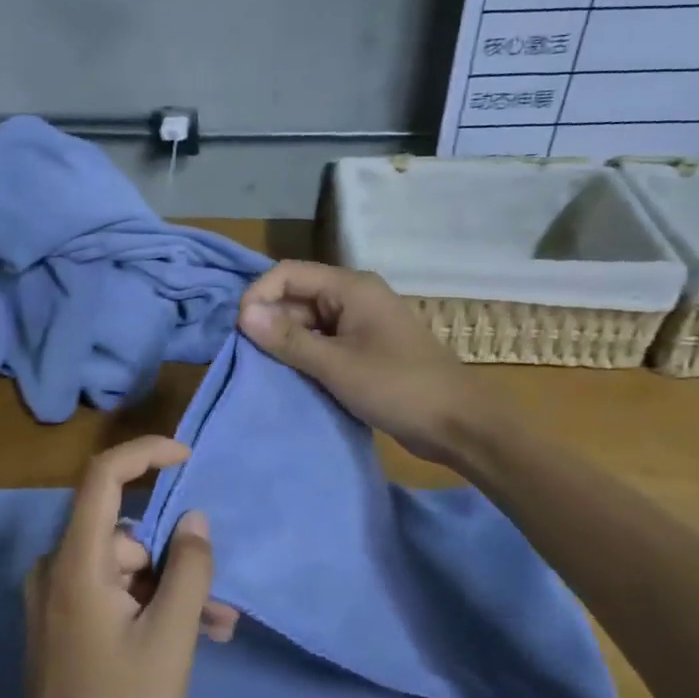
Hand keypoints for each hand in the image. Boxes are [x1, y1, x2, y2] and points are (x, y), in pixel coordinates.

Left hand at [18, 436, 228, 697]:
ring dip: (170, 592)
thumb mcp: (171, 637)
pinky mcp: (62, 624)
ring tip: (215, 630)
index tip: (187, 457)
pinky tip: (187, 640)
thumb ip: (188, 570)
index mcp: (76, 564)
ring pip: (125, 570)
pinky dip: (148, 607)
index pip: (102, 478)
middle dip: (175, 560)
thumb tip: (194, 519)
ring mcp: (56, 599)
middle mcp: (56, 571)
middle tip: (218, 601)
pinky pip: (111, 594)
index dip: (145, 455)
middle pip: (125, 536)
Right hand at [238, 260, 480, 464]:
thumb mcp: (336, 365)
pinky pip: (323, 343)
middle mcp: (354, 297)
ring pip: (308, 322)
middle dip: (270, 322)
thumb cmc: (398, 387)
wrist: (458, 423)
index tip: (240, 332)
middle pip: (297, 297)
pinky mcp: (364, 349)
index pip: (288, 274)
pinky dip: (305, 356)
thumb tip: (243, 314)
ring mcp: (361, 324)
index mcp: (351, 287)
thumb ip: (288, 339)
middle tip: (248, 357)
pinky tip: (290, 377)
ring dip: (286, 342)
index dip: (258, 296)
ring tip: (265, 370)